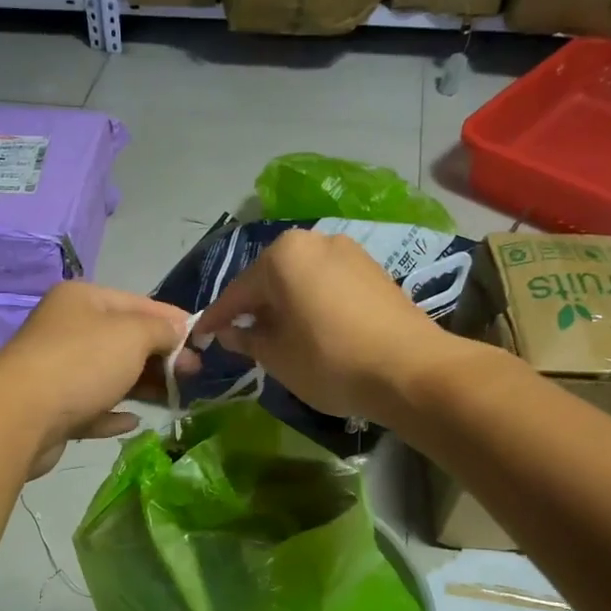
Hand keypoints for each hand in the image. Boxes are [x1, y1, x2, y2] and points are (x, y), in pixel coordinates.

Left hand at [0, 281, 193, 476]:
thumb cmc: (82, 363)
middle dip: (161, 357)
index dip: (174, 322)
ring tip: (175, 400)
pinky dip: (112, 413)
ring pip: (109, 376)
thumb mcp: (133, 335)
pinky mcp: (52, 410)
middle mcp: (67, 329)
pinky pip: (91, 408)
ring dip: (142, 387)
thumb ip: (162, 331)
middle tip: (193, 377)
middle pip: (124, 341)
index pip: (139, 303)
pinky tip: (132, 421)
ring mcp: (57, 370)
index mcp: (83, 300)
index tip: (203, 344)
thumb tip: (179, 333)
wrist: (19, 416)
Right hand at [195, 230, 452, 421]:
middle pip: (271, 278)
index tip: (200, 336)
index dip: (217, 318)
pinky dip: (312, 304)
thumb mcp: (277, 357)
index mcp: (283, 256)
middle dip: (253, 308)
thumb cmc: (330, 362)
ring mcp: (350, 252)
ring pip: (302, 280)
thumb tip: (231, 333)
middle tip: (239, 337)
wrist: (410, 370)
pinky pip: (328, 284)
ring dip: (285, 305)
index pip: (238, 291)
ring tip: (276, 336)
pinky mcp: (375, 270)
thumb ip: (247, 339)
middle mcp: (315, 241)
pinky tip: (311, 329)